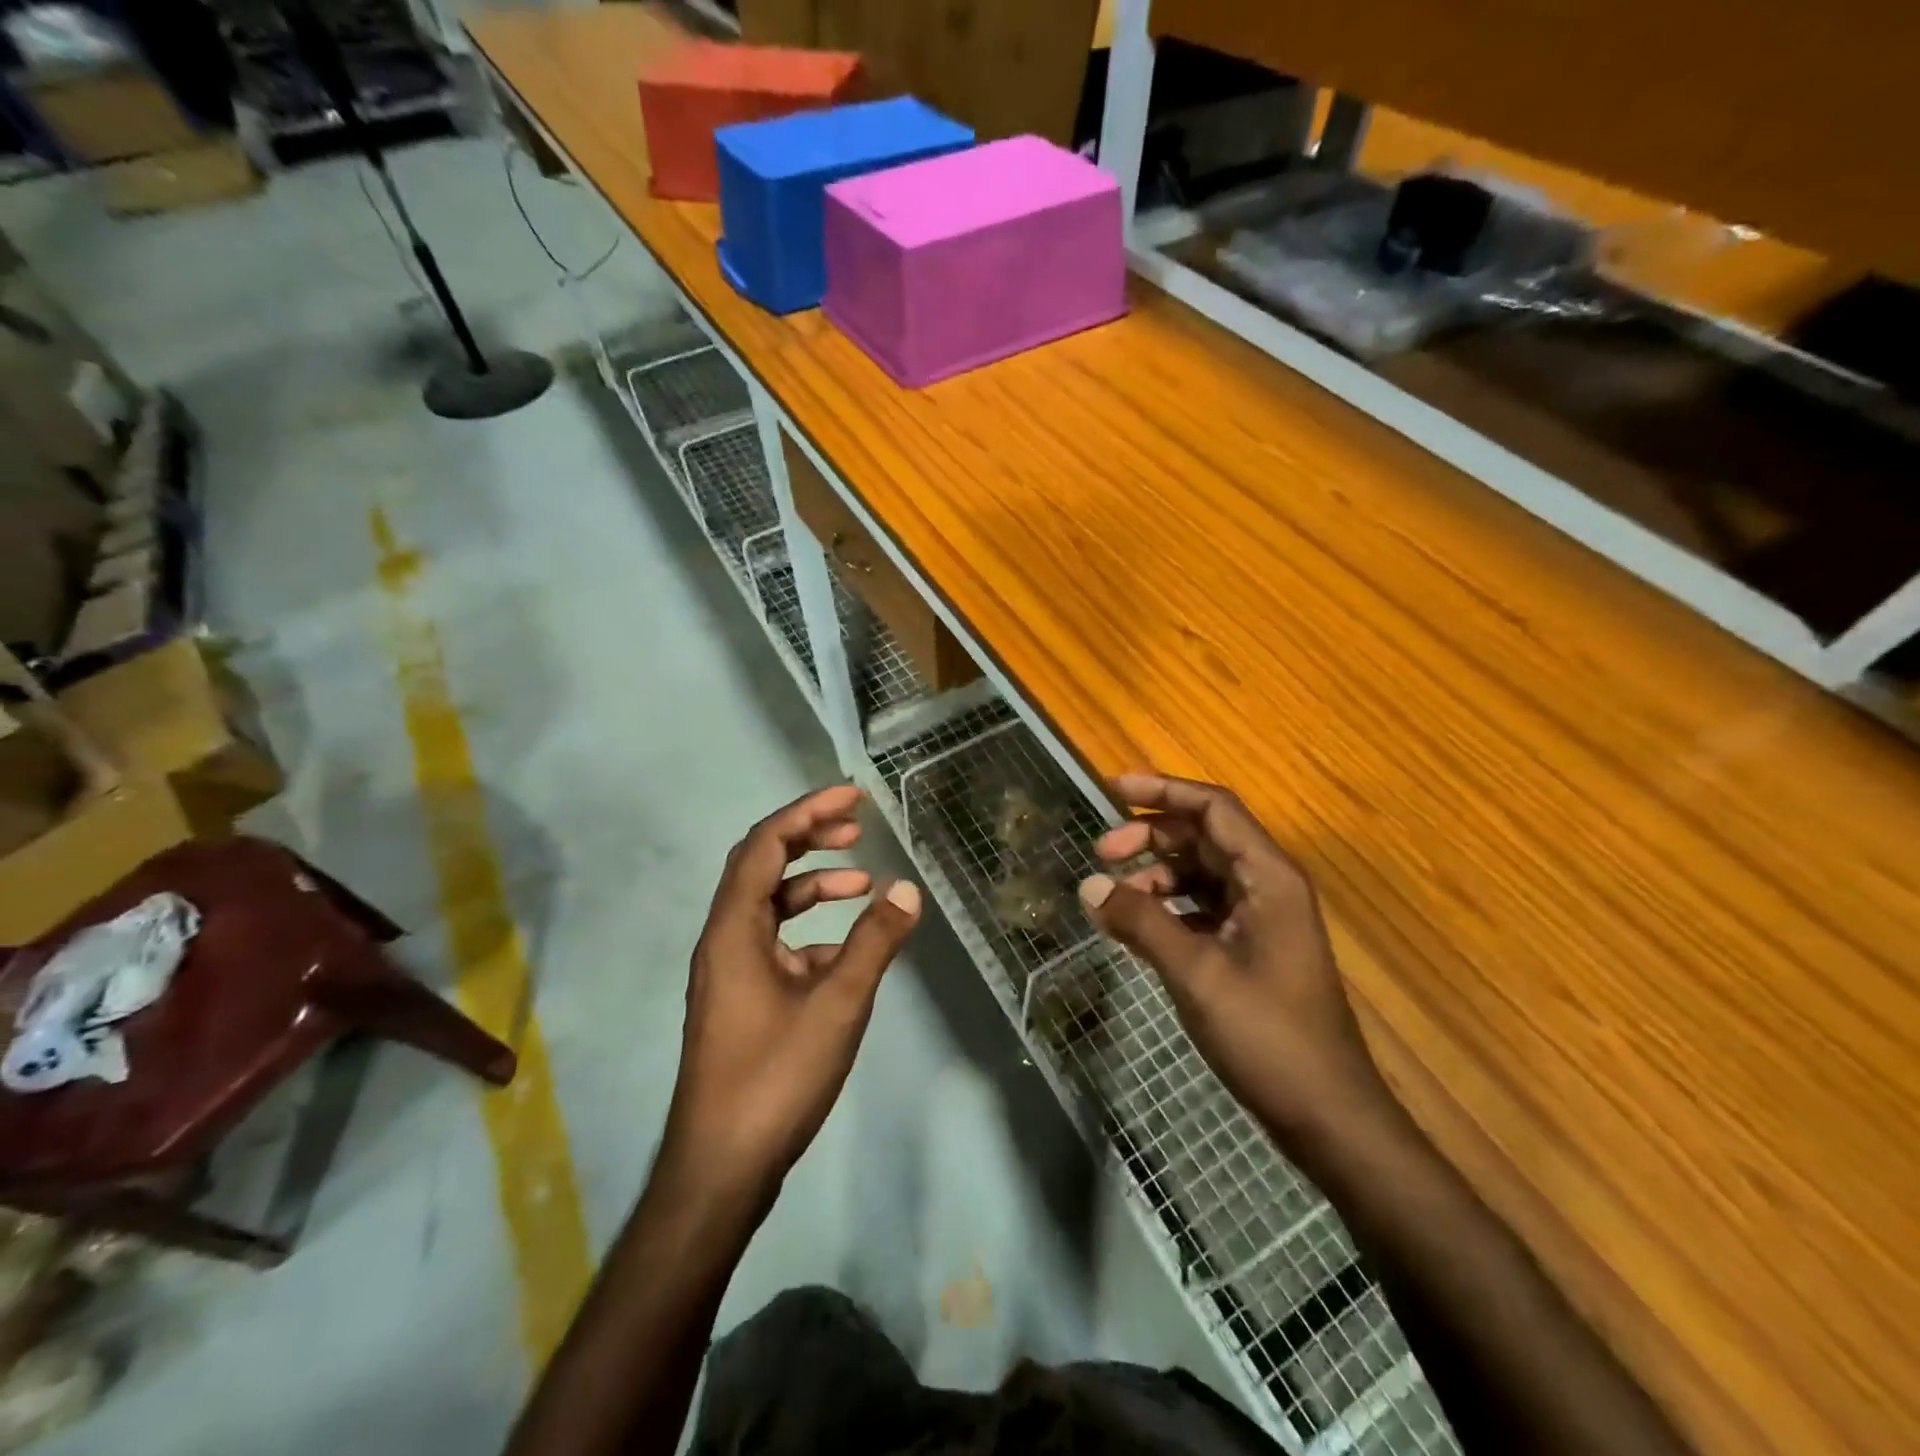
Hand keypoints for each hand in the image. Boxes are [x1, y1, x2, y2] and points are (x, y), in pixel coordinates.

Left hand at [660, 785, 921, 1201]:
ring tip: (862, 883)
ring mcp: (730, 972)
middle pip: (762, 866)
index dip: (808, 812)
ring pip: (770, 907)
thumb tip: (907, 890)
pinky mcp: (741, 1000)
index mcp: (734, 930)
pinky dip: (811, 933)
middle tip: (856, 826)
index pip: (765, 845)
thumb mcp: (837, 1005)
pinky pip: (777, 945)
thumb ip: (874, 943)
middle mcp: (724, 940)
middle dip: (809, 839)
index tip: (852, 797)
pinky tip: (849, 952)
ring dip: (813, 886)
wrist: (721, 1169)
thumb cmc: (774, 1078)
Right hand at [1079, 774, 1392, 1166]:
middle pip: (1203, 837)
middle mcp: (1267, 886)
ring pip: (1199, 873)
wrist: (1327, 1115)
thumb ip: (1141, 923)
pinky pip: (1201, 908)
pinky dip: (1166, 909)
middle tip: (1101, 853)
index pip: (1214, 808)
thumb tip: (1089, 885)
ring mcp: (1260, 919)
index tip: (1114, 789)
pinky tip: (1135, 929)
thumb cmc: (1269, 1036)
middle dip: (1150, 837)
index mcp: (1268, 877)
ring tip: (1113, 899)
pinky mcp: (1250, 948)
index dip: (1164, 791)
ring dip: (1155, 876)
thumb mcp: (1196, 973)